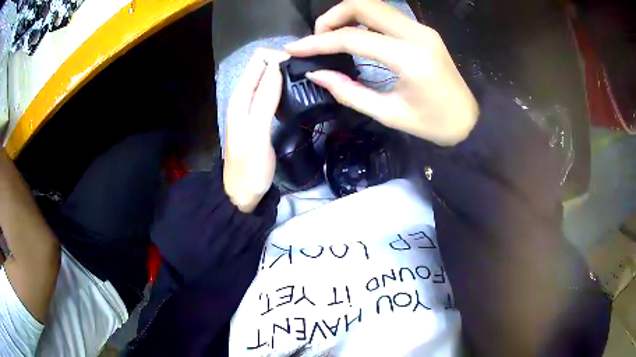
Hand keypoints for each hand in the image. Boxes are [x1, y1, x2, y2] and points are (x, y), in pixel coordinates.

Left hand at [224, 49, 289, 212]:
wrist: (242, 192)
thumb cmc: (250, 168)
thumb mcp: (257, 134)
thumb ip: (264, 100)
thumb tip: (276, 67)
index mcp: (240, 97)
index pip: (259, 60)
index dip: (279, 57)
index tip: (301, 67)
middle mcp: (243, 96)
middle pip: (263, 66)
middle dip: (283, 63)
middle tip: (307, 74)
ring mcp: (251, 105)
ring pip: (268, 77)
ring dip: (285, 75)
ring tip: (305, 81)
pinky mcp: (258, 114)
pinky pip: (270, 91)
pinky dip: (282, 87)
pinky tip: (295, 93)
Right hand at [285, 0, 478, 145]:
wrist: (468, 119)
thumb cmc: (432, 124)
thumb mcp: (389, 113)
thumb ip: (349, 91)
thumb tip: (316, 73)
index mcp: (409, 58)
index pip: (353, 37)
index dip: (318, 42)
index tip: (293, 48)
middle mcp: (415, 33)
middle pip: (363, 4)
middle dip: (331, 16)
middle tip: (318, 38)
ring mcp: (421, 28)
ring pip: (374, 4)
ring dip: (346, 13)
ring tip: (332, 36)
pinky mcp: (422, 30)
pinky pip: (385, 14)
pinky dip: (362, 18)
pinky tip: (353, 34)